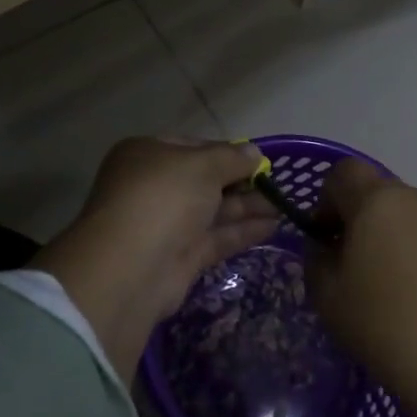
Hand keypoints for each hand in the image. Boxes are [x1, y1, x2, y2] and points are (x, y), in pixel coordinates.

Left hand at [34, 137, 279, 382]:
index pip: (192, 146)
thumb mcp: (202, 165)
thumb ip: (231, 158)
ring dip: (246, 206)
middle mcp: (153, 186)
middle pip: (203, 180)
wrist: (132, 269)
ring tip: (284, 205)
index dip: (225, 151)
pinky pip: (215, 237)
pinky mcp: (179, 258)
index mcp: (147, 154)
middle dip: (239, 181)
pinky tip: (273, 226)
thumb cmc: (163, 198)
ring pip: (212, 210)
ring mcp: (165, 224)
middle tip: (276, 184)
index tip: (257, 158)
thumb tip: (255, 153)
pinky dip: (242, 231)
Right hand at [308, 159, 416, 416]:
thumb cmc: (388, 327)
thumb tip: (327, 248)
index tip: (325, 240)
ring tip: (392, 292)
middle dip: (361, 221)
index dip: (325, 200)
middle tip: (354, 269)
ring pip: (409, 217)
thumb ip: (317, 261)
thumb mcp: (328, 298)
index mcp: (378, 200)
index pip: (342, 173)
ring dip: (393, 239)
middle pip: (378, 193)